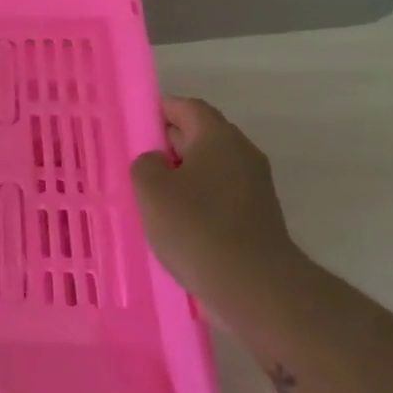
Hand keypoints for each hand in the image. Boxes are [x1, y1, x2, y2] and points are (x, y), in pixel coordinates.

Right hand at [131, 98, 303, 304]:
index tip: (136, 123)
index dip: (161, 110)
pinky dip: (196, 200)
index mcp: (219, 138)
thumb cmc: (197, 227)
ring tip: (150, 195)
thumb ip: (146, 164)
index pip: (188, 108)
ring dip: (181, 175)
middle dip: (168, 143)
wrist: (253, 285)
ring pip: (210, 168)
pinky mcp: (255, 217)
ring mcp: (253, 187)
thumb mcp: (152, 190)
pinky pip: (219, 195)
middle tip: (136, 160)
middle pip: (201, 136)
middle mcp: (242, 154)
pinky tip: (175, 222)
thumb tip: (157, 162)